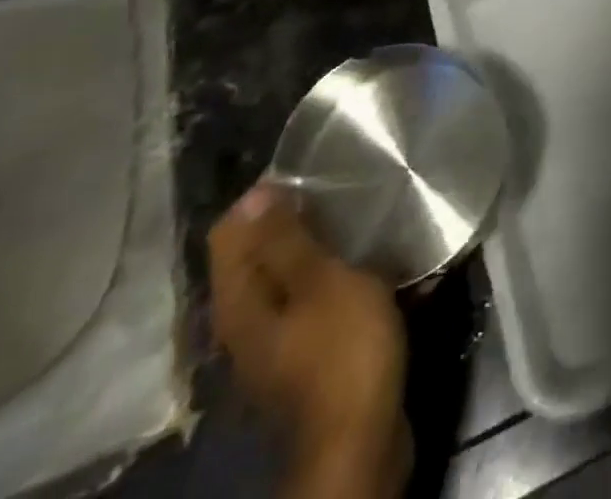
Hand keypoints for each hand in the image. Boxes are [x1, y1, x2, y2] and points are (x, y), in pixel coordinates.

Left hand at [209, 185, 410, 498]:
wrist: (363, 437)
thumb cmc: (342, 350)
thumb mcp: (320, 283)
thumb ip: (287, 239)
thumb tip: (257, 193)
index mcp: (240, 301)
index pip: (231, 231)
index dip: (265, 196)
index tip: (314, 174)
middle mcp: (248, 319)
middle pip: (262, 251)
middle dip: (301, 217)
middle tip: (346, 191)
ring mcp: (279, 339)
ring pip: (294, 272)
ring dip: (327, 245)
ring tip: (367, 218)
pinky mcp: (311, 351)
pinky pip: (319, 296)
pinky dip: (342, 274)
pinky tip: (379, 262)